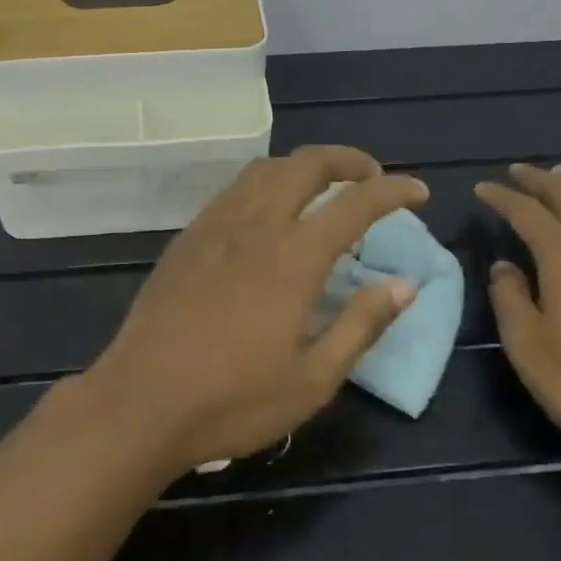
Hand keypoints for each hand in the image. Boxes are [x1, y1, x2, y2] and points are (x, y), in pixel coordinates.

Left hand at [86, 145, 427, 475]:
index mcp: (293, 257)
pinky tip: (270, 212)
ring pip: (266, 169)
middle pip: (306, 165)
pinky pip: (235, 188)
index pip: (354, 204)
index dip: (392, 191)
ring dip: (303, 166)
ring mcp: (216, 224)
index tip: (418, 191)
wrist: (141, 400)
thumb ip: (361, 325)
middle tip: (371, 176)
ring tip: (323, 187)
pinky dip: (267, 182)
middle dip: (346, 160)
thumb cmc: (233, 401)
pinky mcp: (189, 235)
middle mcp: (256, 224)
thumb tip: (404, 285)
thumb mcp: (312, 380)